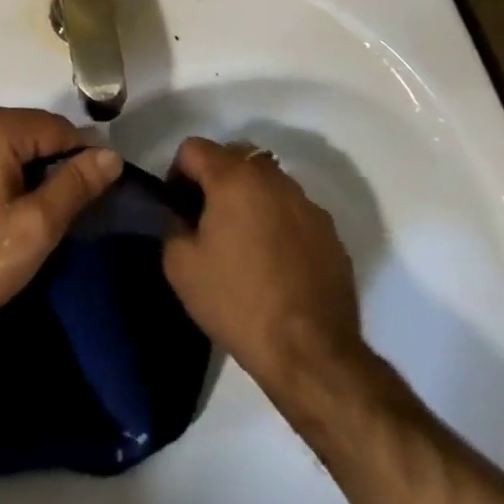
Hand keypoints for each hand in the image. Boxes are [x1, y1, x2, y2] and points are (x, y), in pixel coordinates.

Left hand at [0, 106, 121, 336]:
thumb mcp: (35, 227)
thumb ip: (76, 185)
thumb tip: (111, 154)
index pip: (56, 128)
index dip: (80, 158)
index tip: (91, 194)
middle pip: (28, 131)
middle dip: (49, 164)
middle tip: (57, 212)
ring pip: (4, 141)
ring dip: (24, 168)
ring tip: (29, 213)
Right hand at [162, 137, 368, 393]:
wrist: (313, 355)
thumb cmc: (239, 303)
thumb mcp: (181, 268)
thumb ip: (173, 227)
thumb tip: (184, 219)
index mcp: (233, 178)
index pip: (193, 148)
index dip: (178, 173)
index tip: (179, 208)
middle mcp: (272, 178)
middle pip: (234, 156)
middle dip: (216, 179)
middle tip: (208, 220)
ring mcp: (306, 203)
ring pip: (267, 183)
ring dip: (250, 198)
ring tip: (246, 243)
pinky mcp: (330, 232)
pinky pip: (293, 212)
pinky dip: (279, 223)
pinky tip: (277, 263)